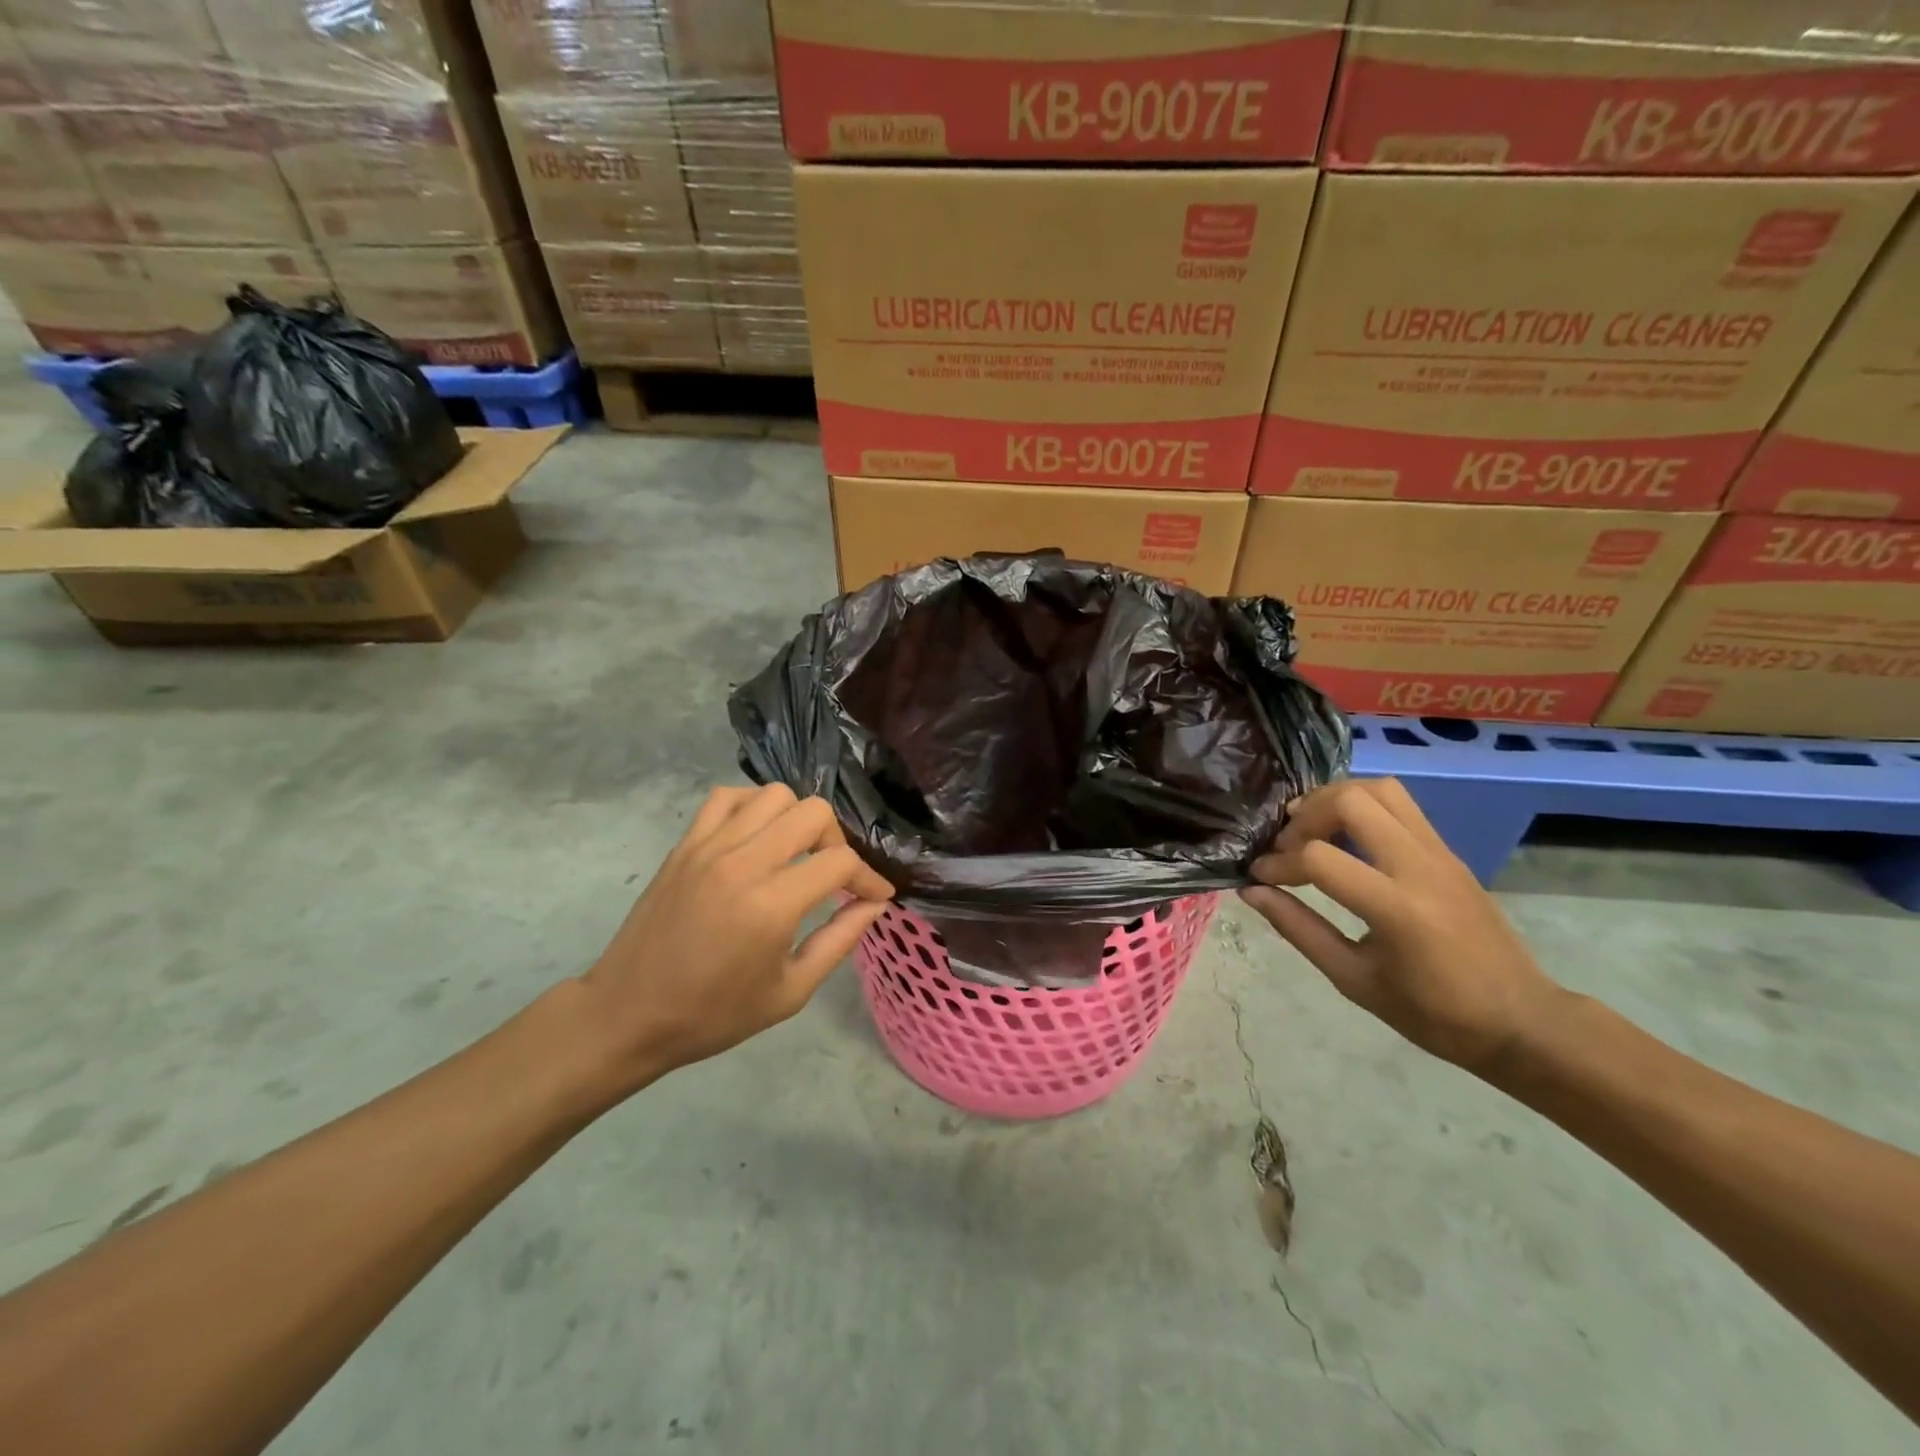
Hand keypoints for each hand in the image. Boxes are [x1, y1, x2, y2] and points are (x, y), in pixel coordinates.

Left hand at [576, 785, 894, 1092]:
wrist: (628, 1014)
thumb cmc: (713, 1014)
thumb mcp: (789, 993)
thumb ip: (839, 942)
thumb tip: (873, 905)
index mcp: (771, 906)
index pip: (840, 863)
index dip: (869, 878)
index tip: (875, 896)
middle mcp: (743, 863)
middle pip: (813, 813)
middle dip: (837, 841)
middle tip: (832, 874)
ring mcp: (709, 847)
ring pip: (773, 795)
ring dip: (797, 819)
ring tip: (795, 853)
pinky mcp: (685, 844)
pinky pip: (727, 797)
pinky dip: (752, 807)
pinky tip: (757, 837)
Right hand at [1240, 779, 1566, 1071]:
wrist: (1521, 1020)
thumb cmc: (1433, 1013)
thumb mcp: (1354, 979)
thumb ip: (1299, 929)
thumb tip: (1252, 892)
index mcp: (1396, 908)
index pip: (1318, 858)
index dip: (1277, 864)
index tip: (1258, 877)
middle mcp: (1420, 866)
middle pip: (1351, 801)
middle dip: (1305, 816)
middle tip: (1286, 845)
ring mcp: (1440, 853)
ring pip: (1380, 790)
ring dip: (1335, 800)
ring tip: (1312, 829)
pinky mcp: (1448, 851)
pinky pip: (1400, 806)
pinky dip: (1361, 807)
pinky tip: (1344, 838)